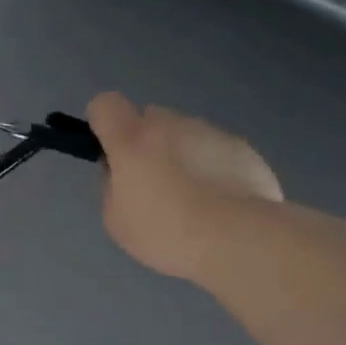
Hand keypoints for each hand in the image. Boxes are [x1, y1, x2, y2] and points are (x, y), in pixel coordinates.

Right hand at [86, 92, 282, 280]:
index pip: (105, 105)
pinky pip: (217, 151)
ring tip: (196, 200)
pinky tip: (223, 202)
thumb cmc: (165, 233)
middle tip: (157, 185)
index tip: (113, 154)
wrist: (236, 240)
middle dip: (148, 143)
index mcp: (132, 139)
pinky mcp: (241, 147)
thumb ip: (112, 186)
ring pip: (186, 134)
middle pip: (150, 119)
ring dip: (184, 155)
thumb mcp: (117, 220)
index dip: (104, 124)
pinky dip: (214, 168)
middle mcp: (170, 124)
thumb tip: (121, 172)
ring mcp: (210, 132)